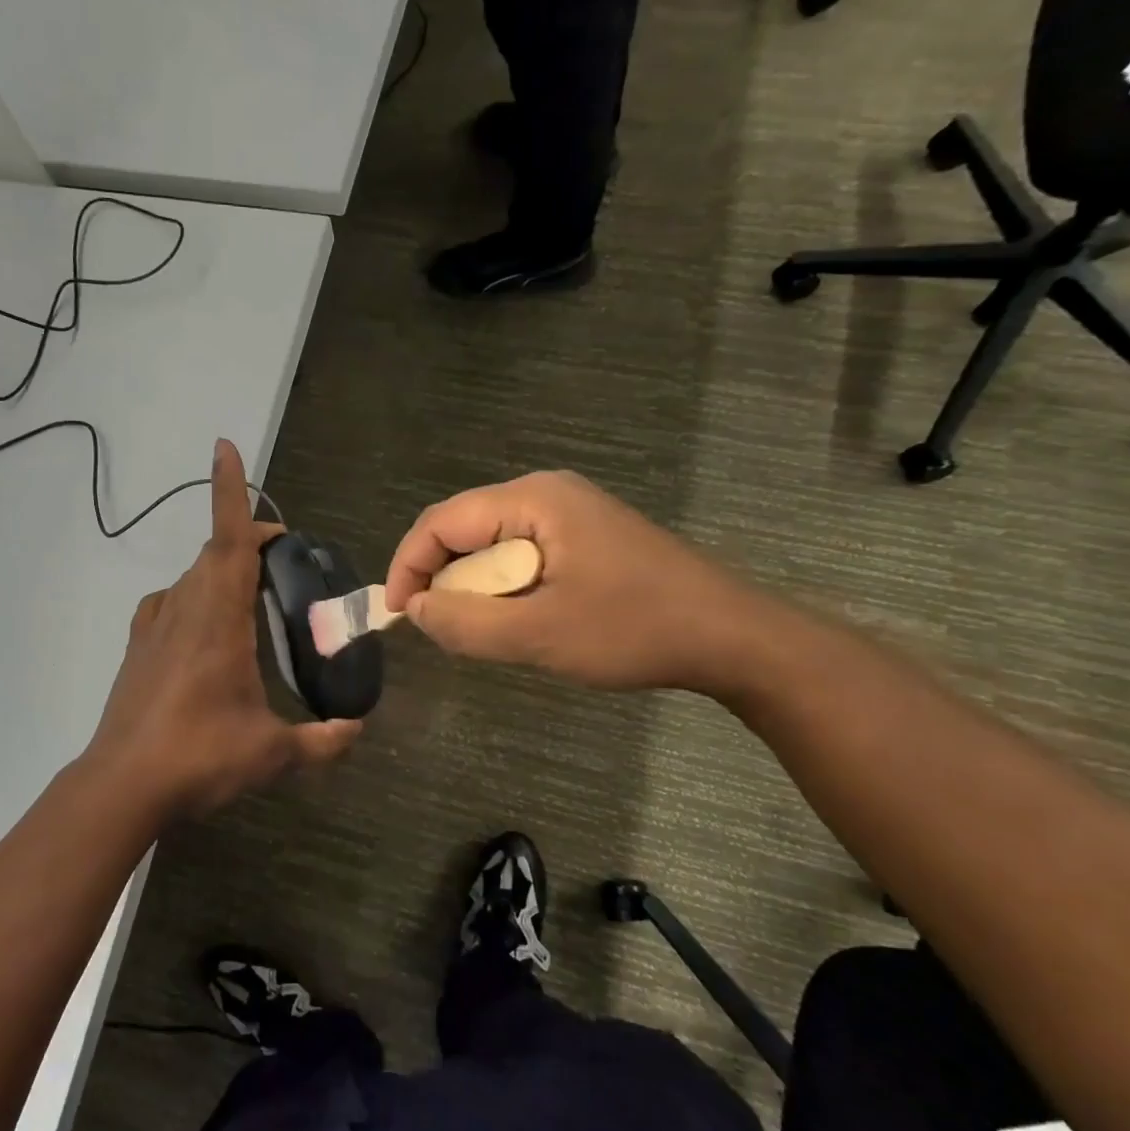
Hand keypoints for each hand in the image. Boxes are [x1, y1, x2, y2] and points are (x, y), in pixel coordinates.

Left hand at [85, 440, 361, 818]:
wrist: (121, 786)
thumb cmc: (198, 758)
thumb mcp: (271, 753)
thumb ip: (322, 741)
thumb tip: (358, 728)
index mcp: (218, 620)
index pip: (227, 539)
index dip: (229, 491)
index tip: (225, 448)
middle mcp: (184, 609)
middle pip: (214, 551)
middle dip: (248, 540)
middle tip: (284, 560)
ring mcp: (154, 627)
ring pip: (192, 576)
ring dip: (222, 569)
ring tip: (253, 594)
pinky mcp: (138, 648)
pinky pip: (169, 601)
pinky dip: (193, 595)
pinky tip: (205, 625)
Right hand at [384, 470, 773, 696]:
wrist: (730, 637)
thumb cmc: (633, 630)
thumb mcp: (539, 635)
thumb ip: (465, 623)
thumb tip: (416, 610)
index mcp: (533, 500)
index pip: (442, 521)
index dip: (409, 566)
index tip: (399, 616)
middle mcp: (546, 493)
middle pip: (464, 529)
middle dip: (442, 579)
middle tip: (441, 629)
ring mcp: (569, 512)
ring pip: (491, 545)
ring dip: (474, 587)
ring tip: (480, 630)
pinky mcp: (585, 536)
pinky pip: (521, 555)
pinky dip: (504, 588)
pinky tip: (518, 620)